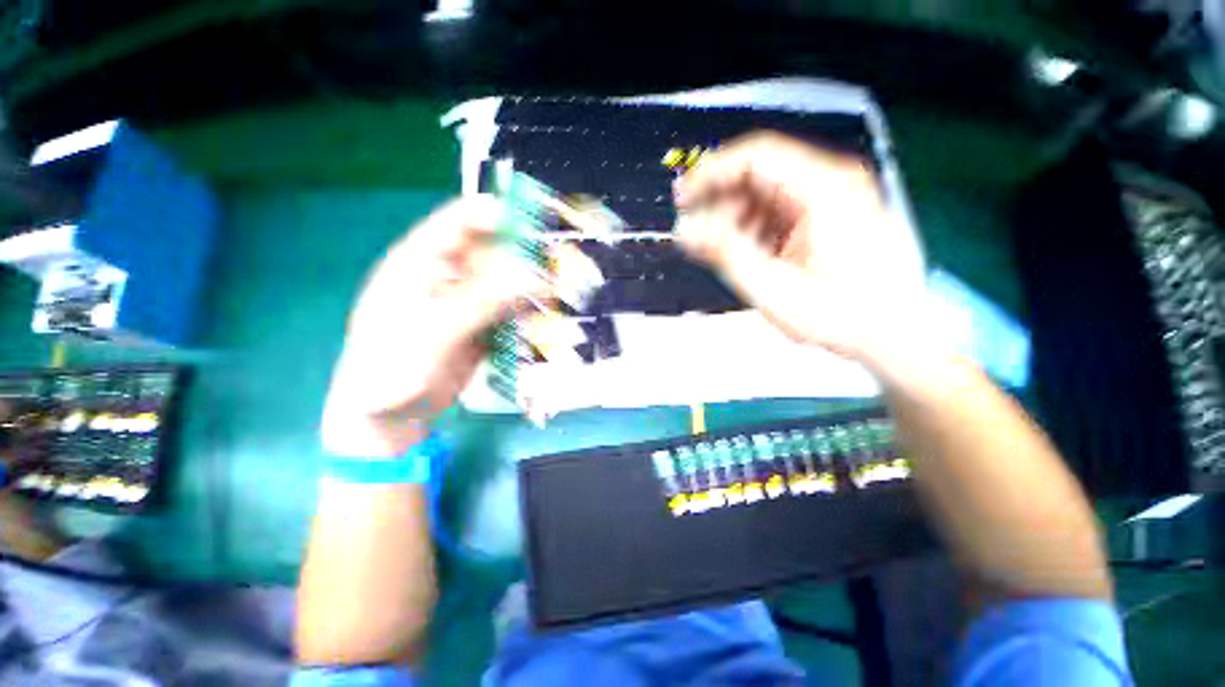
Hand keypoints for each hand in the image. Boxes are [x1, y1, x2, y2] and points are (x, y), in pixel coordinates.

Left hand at [321, 197, 544, 456]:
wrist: (390, 417)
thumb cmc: (395, 368)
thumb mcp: (437, 331)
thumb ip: (485, 302)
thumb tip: (534, 275)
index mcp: (421, 262)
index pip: (461, 222)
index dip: (498, 216)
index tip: (537, 223)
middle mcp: (448, 275)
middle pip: (493, 251)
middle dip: (525, 253)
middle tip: (560, 262)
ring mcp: (467, 301)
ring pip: (507, 281)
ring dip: (532, 284)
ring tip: (561, 289)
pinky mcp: (482, 324)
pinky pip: (511, 309)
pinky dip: (529, 310)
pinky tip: (547, 314)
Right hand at [674, 131, 925, 363]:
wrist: (891, 334)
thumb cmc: (841, 314)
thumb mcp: (772, 286)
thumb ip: (726, 252)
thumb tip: (687, 231)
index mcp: (823, 188)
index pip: (755, 156)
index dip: (711, 173)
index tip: (684, 197)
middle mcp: (831, 183)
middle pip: (759, 175)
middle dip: (720, 203)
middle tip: (696, 232)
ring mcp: (831, 200)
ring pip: (766, 195)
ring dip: (735, 219)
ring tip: (719, 250)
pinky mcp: (828, 218)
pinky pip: (779, 212)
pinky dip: (755, 229)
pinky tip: (746, 253)